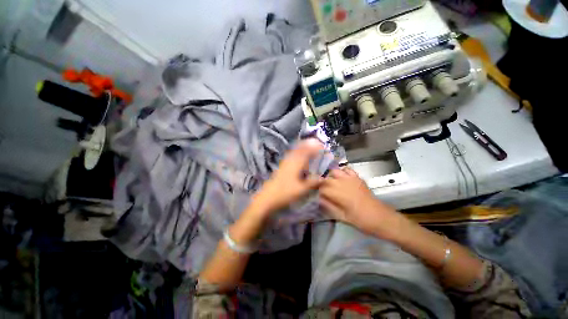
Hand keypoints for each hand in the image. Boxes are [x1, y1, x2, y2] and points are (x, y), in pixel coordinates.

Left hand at [251, 139, 324, 215]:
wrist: (267, 197)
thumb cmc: (285, 193)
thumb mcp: (301, 190)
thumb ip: (312, 183)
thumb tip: (323, 178)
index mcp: (296, 164)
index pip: (306, 152)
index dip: (314, 147)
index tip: (321, 145)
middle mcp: (290, 161)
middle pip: (299, 149)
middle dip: (308, 144)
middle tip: (316, 143)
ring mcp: (284, 163)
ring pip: (294, 151)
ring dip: (302, 147)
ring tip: (309, 146)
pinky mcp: (281, 167)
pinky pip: (290, 156)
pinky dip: (296, 153)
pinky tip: (297, 156)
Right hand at [319, 167, 399, 237]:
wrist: (381, 217)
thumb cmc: (361, 220)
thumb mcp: (342, 217)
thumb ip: (329, 207)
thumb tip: (319, 199)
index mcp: (339, 194)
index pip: (322, 188)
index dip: (318, 192)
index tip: (318, 196)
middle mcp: (343, 183)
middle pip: (326, 179)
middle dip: (322, 184)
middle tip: (323, 191)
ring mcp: (351, 179)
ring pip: (334, 171)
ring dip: (330, 177)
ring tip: (331, 183)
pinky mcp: (357, 178)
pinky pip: (347, 169)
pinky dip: (342, 171)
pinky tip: (342, 178)